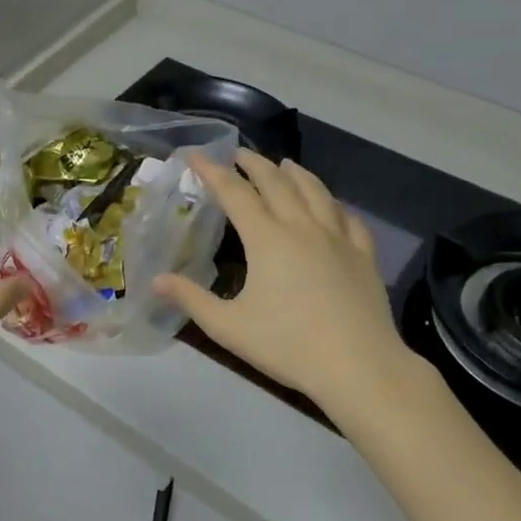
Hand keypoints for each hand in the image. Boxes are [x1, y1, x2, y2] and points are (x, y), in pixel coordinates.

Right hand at [153, 151, 431, 421]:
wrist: (359, 367)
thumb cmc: (288, 346)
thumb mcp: (228, 327)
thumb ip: (191, 300)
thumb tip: (156, 280)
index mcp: (267, 239)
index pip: (234, 193)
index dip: (212, 171)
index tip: (196, 154)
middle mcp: (302, 227)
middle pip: (276, 183)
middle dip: (254, 164)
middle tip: (238, 153)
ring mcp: (338, 239)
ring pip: (316, 192)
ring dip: (296, 173)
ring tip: (285, 164)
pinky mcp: (364, 256)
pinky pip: (349, 219)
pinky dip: (335, 205)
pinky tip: (333, 207)